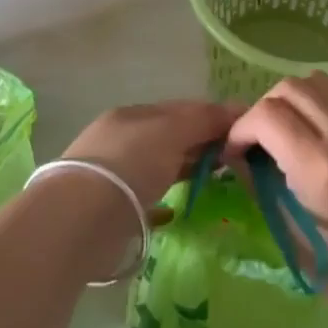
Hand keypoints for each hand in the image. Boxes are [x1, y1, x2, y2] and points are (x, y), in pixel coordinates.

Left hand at [60, 100, 242, 210]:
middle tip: (238, 158)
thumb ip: (203, 119)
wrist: (82, 219)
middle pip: (171, 137)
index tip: (244, 129)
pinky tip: (176, 210)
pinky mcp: (112, 210)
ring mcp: (114, 175)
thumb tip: (236, 111)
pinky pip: (146, 199)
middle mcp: (121, 141)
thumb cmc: (130, 163)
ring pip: (160, 166)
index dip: (213, 116)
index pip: (180, 109)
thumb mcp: (171, 131)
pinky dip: (164, 201)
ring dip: (187, 169)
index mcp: (132, 116)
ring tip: (217, 180)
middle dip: (202, 144)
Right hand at [224, 74, 327, 318]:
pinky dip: (315, 107)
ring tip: (285, 133)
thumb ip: (255, 179)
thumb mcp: (284, 227)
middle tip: (258, 141)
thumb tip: (233, 150)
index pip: (267, 115)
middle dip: (263, 110)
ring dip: (290, 101)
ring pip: (316, 82)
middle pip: (290, 88)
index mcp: (321, 168)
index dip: (241, 128)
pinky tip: (312, 137)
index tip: (235, 151)